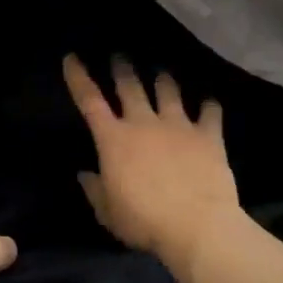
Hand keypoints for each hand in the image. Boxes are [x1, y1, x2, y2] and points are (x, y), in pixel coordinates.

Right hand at [63, 55, 242, 274]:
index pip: (89, 101)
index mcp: (113, 140)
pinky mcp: (208, 135)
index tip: (72, 58)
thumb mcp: (108, 213)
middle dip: (123, 69)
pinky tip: (210, 102)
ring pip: (169, 91)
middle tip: (120, 57)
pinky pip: (210, 112)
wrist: (197, 225)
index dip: (79, 77)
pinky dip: (209, 105)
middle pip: (130, 86)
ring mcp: (178, 125)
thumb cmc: (144, 222)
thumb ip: (95, 190)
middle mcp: (144, 123)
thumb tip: (86, 174)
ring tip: (162, 73)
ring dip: (164, 80)